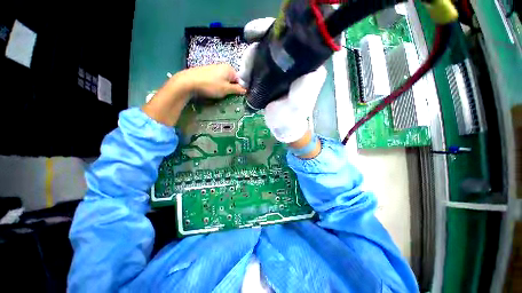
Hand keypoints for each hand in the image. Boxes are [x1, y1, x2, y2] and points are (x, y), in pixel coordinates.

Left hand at [183, 64, 245, 97]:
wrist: (188, 82)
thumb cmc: (211, 85)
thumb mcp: (226, 89)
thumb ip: (237, 89)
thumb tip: (245, 90)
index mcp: (229, 68)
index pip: (240, 80)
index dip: (239, 88)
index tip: (236, 96)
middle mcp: (222, 66)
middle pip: (232, 80)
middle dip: (231, 88)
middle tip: (226, 95)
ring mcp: (214, 68)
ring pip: (224, 80)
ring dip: (223, 88)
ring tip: (218, 93)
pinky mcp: (207, 71)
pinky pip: (216, 80)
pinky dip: (216, 85)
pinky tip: (211, 90)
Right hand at [238, 18, 326, 143]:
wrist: (283, 127)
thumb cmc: (292, 117)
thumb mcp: (300, 103)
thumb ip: (306, 86)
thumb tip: (308, 64)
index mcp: (302, 65)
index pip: (288, 39)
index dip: (270, 32)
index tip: (254, 35)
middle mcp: (291, 65)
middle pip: (270, 46)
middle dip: (254, 51)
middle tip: (245, 68)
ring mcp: (278, 71)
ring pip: (260, 56)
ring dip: (248, 63)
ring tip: (242, 77)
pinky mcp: (269, 79)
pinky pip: (256, 68)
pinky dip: (247, 71)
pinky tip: (243, 80)